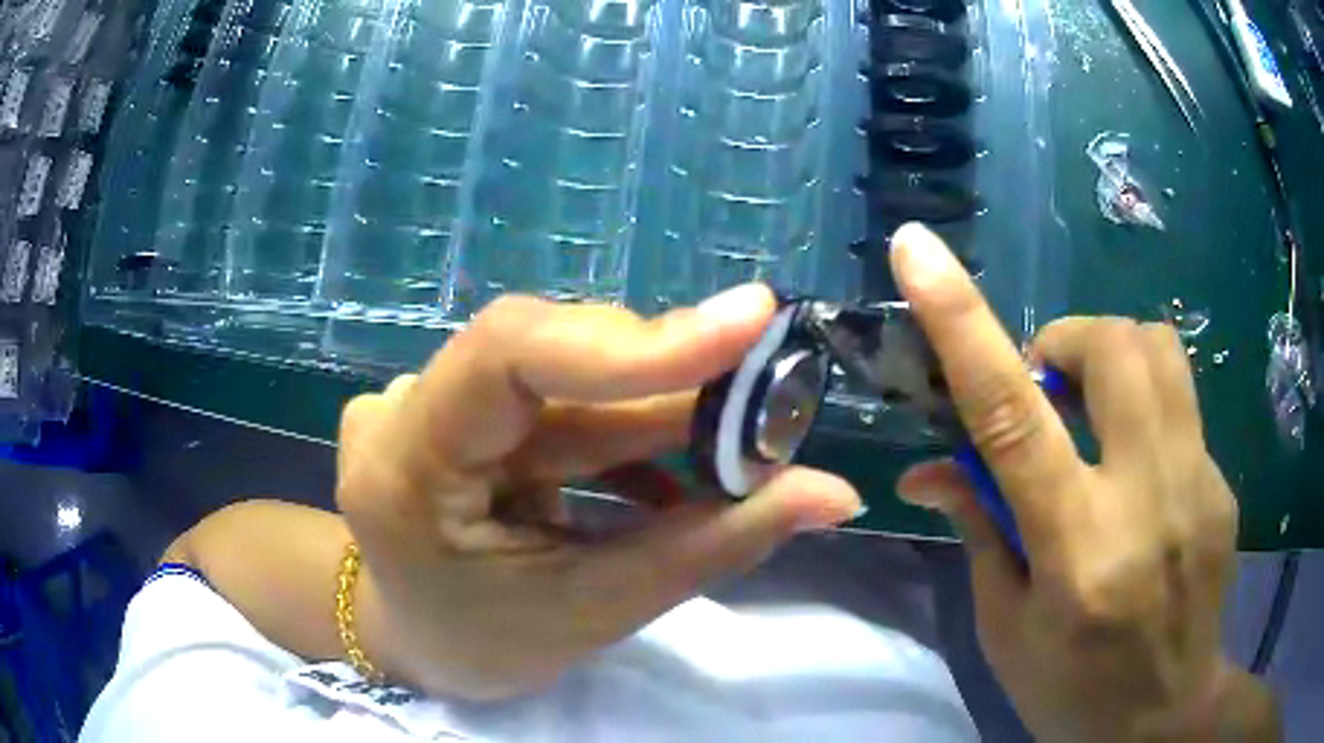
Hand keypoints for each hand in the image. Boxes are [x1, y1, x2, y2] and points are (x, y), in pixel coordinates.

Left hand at [335, 288, 861, 699]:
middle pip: (556, 365)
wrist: (415, 642)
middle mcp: (405, 410)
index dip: (635, 339)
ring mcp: (427, 403)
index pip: (510, 354)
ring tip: (741, 448)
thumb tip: (835, 496)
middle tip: (774, 407)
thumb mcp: (591, 612)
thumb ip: (710, 547)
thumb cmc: (480, 646)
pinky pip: (555, 406)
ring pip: (566, 386)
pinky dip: (622, 440)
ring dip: (660, 417)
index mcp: (402, 466)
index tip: (751, 323)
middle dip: (674, 388)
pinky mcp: (459, 411)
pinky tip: (673, 480)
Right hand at [889, 224, 1277, 741]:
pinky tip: (1138, 472)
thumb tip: (930, 470)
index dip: (962, 324)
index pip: (1014, 417)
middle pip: (1115, 347)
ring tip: (1094, 413)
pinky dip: (1145, 410)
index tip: (919, 251)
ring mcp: (1200, 485)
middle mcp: (1148, 501)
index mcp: (1077, 553)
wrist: (1167, 717)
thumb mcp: (1006, 631)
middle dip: (1067, 341)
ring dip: (1113, 356)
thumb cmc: (1072, 691)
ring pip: (1160, 350)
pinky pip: (1182, 403)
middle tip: (1048, 390)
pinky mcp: (1223, 483)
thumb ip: (979, 534)